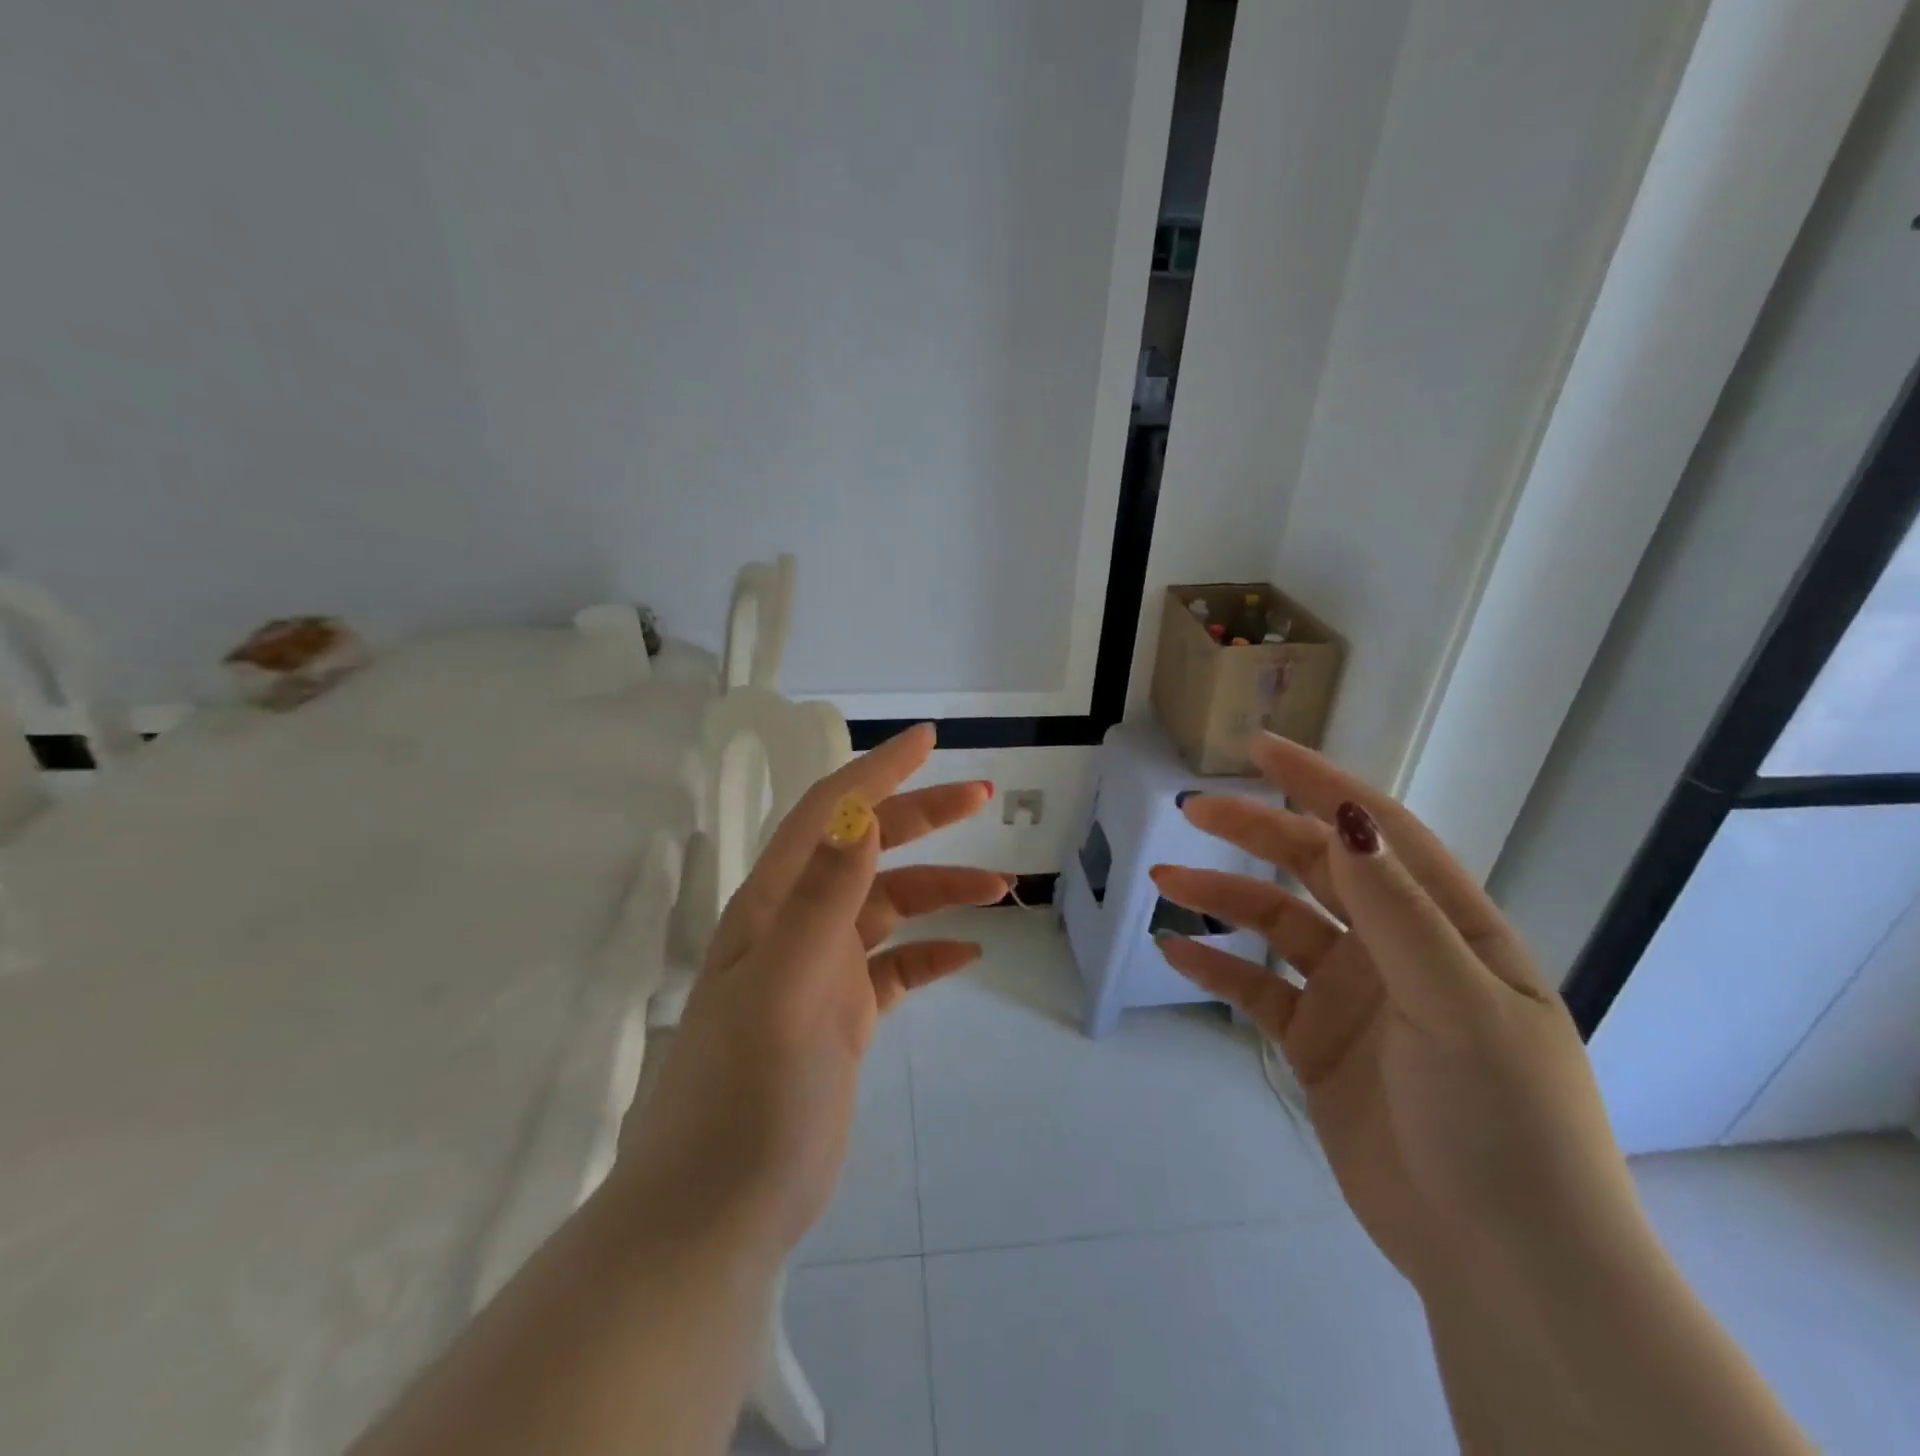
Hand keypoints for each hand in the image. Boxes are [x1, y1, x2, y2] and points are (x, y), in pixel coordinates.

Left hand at [616, 724, 1004, 1253]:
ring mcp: (822, 972)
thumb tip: (859, 814)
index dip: (876, 771)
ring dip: (942, 890)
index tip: (928, 741)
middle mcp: (797, 925)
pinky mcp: (843, 1017)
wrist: (719, 1209)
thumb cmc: (746, 1092)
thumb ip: (824, 898)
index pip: (828, 813)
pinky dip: (932, 953)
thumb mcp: (787, 986)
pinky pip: (897, 967)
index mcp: (774, 904)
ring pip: (890, 907)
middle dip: (922, 817)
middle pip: (866, 848)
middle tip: (982, 798)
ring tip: (1001, 891)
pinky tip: (967, 955)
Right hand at [1150, 733, 1640, 1292]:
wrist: (1503, 1261)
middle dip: (1255, 833)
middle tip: (1191, 810)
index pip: (1378, 833)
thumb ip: (1396, 911)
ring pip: (1277, 924)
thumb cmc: (1503, 1120)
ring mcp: (1354, 995)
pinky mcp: (1317, 1042)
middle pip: (1315, 868)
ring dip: (1222, 898)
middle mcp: (1398, 949)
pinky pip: (1258, 989)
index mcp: (1449, 927)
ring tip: (1165, 882)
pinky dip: (1218, 968)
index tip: (1260, 749)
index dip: (1320, 785)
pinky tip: (1177, 954)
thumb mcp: (1456, 1004)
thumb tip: (1346, 819)